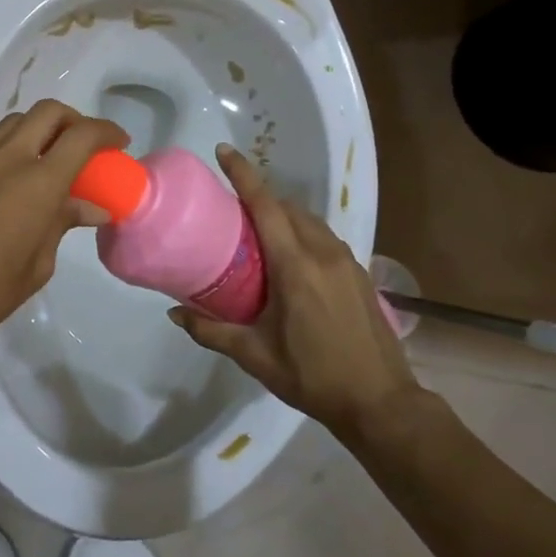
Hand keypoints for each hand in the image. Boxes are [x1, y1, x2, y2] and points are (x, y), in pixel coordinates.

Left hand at [0, 97, 128, 364]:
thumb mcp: (37, 265)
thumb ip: (62, 225)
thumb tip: (93, 208)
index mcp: (39, 184)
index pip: (82, 137)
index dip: (106, 132)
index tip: (119, 143)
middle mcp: (9, 159)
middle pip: (49, 114)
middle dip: (74, 121)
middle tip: (84, 145)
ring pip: (13, 120)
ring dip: (37, 125)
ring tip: (46, 146)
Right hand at [169, 146, 416, 433]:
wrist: (382, 404)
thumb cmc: (313, 377)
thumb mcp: (255, 356)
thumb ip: (212, 331)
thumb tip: (173, 314)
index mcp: (296, 267)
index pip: (266, 206)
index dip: (243, 175)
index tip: (224, 152)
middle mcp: (324, 254)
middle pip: (288, 208)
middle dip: (260, 197)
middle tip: (231, 208)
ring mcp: (348, 262)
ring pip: (310, 221)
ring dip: (284, 215)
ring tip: (258, 232)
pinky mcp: (361, 275)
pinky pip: (325, 238)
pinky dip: (303, 233)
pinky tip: (291, 259)